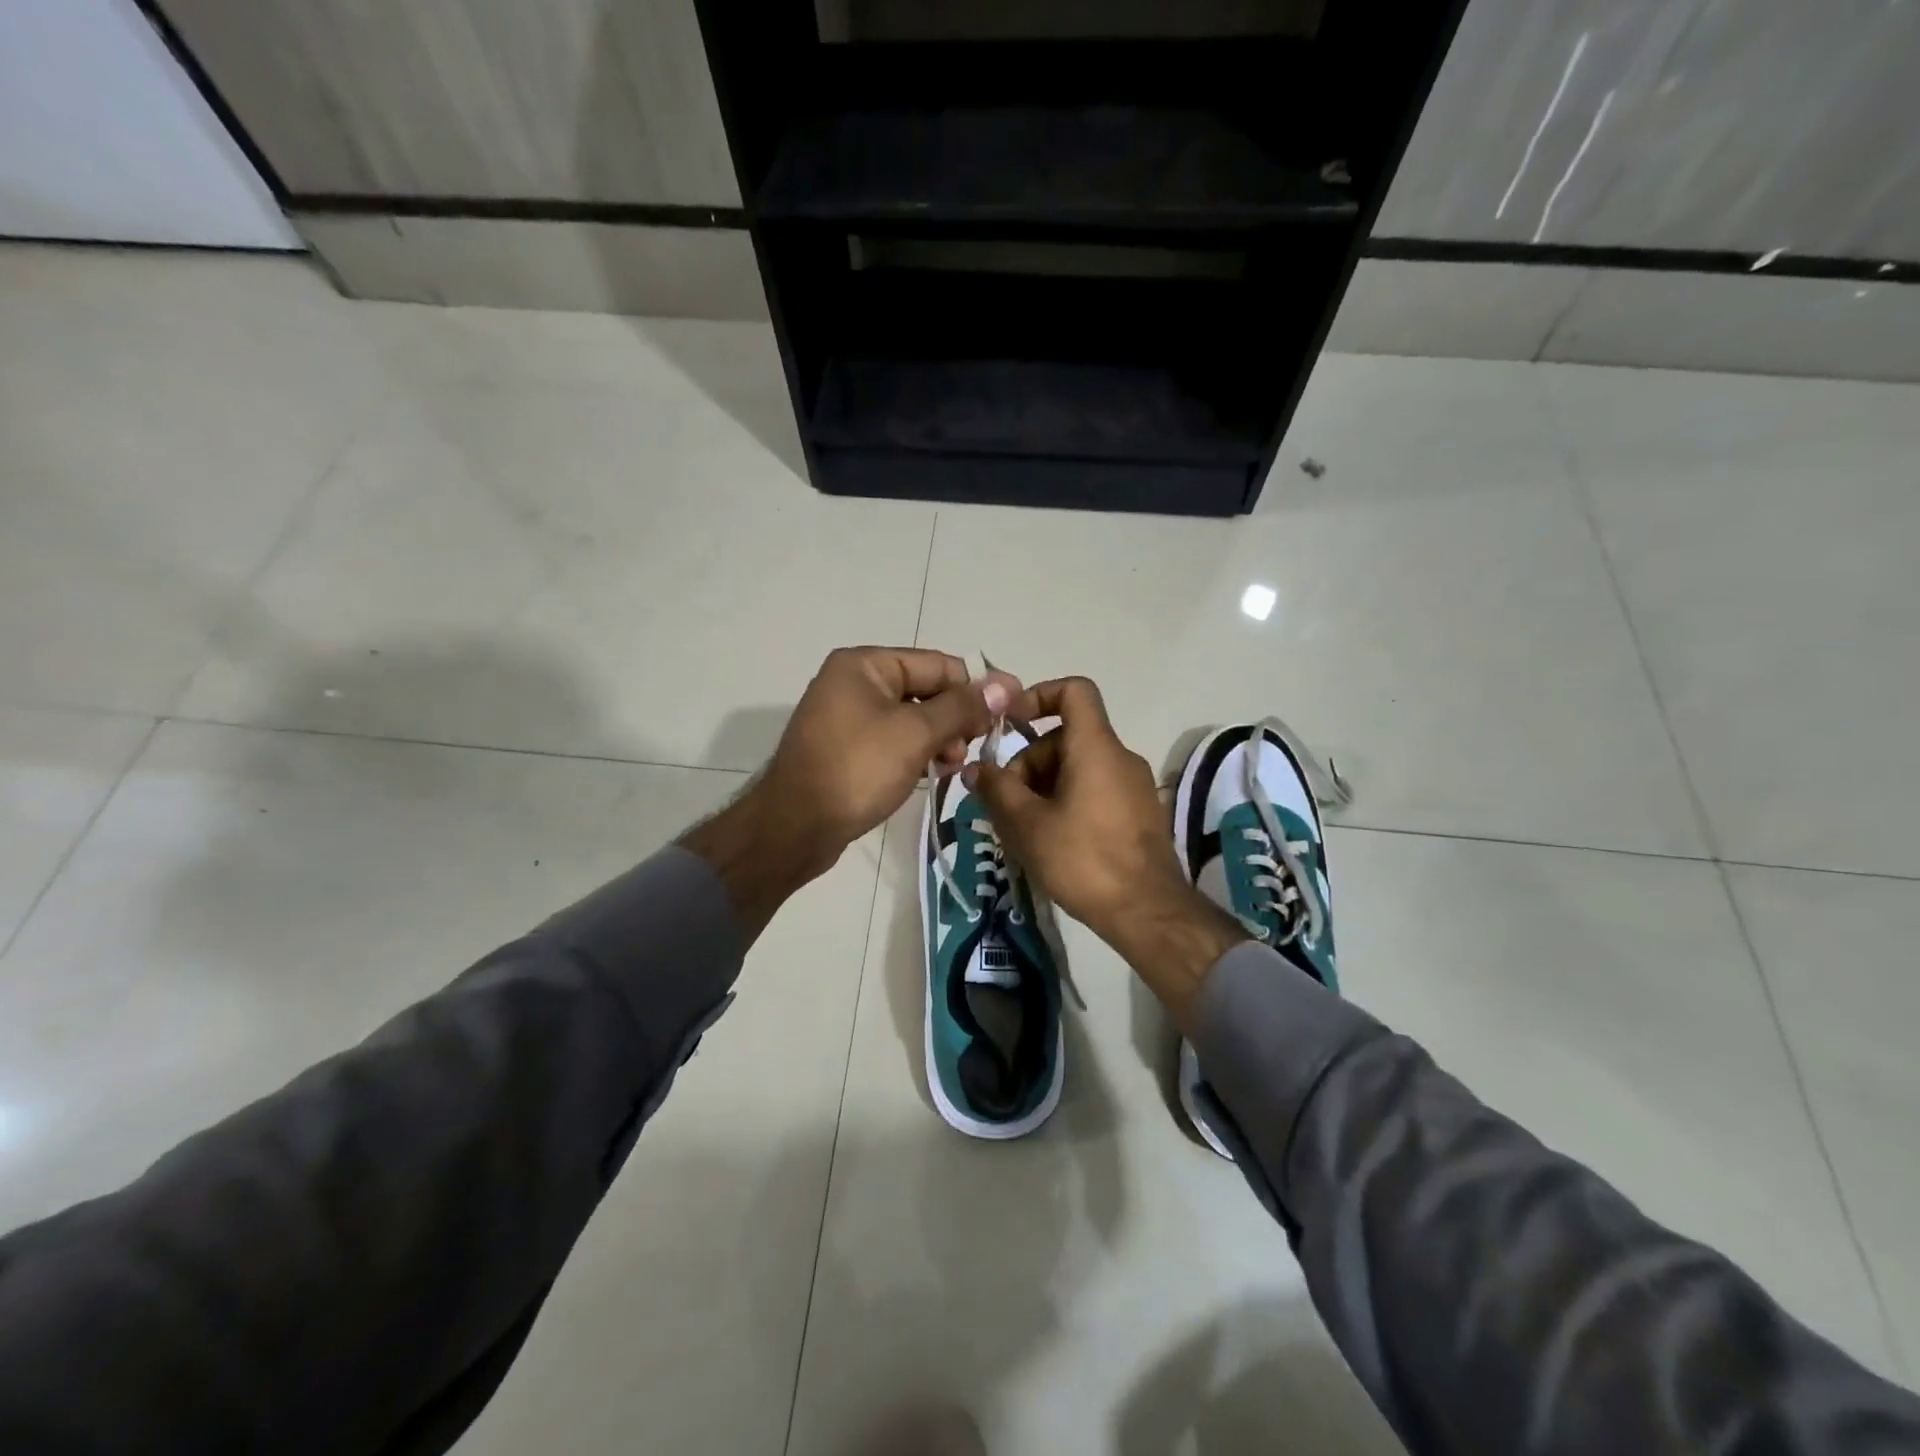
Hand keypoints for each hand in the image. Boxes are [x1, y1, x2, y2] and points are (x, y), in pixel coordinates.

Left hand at [762, 646, 1015, 863]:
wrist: (794, 828)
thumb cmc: (857, 770)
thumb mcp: (915, 734)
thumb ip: (962, 707)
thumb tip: (1005, 683)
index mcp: (864, 665)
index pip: (937, 664)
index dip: (975, 688)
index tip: (1007, 713)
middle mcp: (853, 682)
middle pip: (924, 690)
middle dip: (954, 718)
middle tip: (973, 748)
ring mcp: (847, 717)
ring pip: (911, 718)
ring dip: (938, 739)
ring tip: (951, 767)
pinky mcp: (846, 748)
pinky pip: (893, 740)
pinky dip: (915, 753)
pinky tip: (930, 774)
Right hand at [969, 677, 1244, 1027]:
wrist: (1147, 911)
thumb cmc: (1083, 859)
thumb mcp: (1027, 824)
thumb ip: (996, 789)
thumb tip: (975, 768)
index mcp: (1095, 747)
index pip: (1074, 691)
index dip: (1038, 695)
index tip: (1010, 723)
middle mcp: (1119, 756)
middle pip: (1066, 738)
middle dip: (1029, 763)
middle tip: (1006, 805)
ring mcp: (1133, 785)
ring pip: (1077, 767)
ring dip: (1044, 787)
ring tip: (1024, 829)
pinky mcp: (1138, 812)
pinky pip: (1095, 789)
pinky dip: (1067, 801)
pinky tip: (1051, 840)